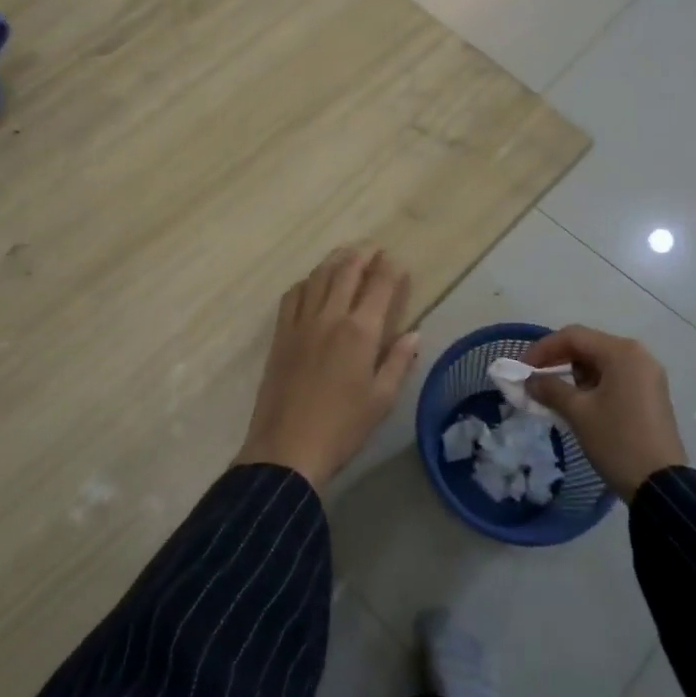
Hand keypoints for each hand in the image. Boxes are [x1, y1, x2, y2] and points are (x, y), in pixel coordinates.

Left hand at [236, 247, 421, 492]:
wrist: (287, 448)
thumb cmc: (342, 428)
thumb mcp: (381, 400)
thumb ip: (398, 362)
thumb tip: (414, 333)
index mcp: (360, 331)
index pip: (379, 286)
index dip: (390, 269)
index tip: (397, 261)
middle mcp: (331, 316)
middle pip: (347, 271)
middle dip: (363, 255)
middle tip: (373, 247)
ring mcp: (302, 322)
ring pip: (319, 277)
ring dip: (335, 260)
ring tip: (346, 254)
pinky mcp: (281, 334)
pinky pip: (293, 295)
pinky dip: (307, 281)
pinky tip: (312, 282)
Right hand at [520, 325, 685, 501]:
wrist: (662, 487)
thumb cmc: (617, 441)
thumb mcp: (578, 413)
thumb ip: (550, 388)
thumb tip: (529, 380)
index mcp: (622, 352)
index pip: (574, 336)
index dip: (543, 349)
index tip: (523, 369)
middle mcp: (638, 355)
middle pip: (588, 346)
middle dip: (558, 361)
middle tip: (535, 380)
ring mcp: (647, 374)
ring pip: (600, 362)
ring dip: (574, 374)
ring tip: (555, 395)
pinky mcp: (650, 393)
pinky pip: (614, 377)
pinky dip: (593, 385)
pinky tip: (579, 403)